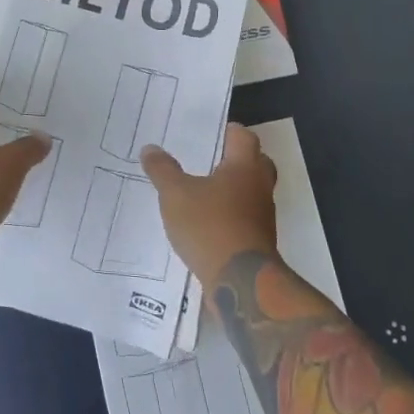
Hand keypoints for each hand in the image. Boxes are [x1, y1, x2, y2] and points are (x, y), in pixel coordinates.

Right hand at [140, 123, 278, 285]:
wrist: (240, 282)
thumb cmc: (210, 226)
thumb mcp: (175, 195)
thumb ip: (162, 170)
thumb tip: (150, 148)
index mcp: (244, 167)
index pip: (243, 136)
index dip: (228, 131)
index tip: (209, 132)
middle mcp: (259, 187)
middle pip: (255, 163)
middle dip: (235, 159)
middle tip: (209, 159)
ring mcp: (262, 216)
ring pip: (251, 192)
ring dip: (232, 189)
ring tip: (202, 191)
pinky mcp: (258, 241)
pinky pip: (245, 218)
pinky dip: (229, 215)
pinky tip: (206, 222)